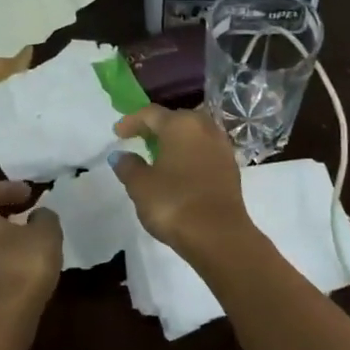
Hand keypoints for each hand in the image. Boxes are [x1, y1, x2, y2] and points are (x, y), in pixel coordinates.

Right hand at [110, 105, 254, 256]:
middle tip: (139, 139)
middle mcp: (204, 127)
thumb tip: (121, 155)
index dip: (132, 121)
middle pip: (175, 119)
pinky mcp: (231, 166)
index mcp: (180, 125)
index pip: (151, 114)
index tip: (117, 133)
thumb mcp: (140, 186)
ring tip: (160, 154)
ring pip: (194, 134)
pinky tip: (181, 169)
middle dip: (156, 127)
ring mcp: (221, 146)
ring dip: (176, 140)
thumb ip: (128, 166)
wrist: (218, 235)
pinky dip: (190, 154)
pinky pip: (205, 150)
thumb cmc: (174, 203)